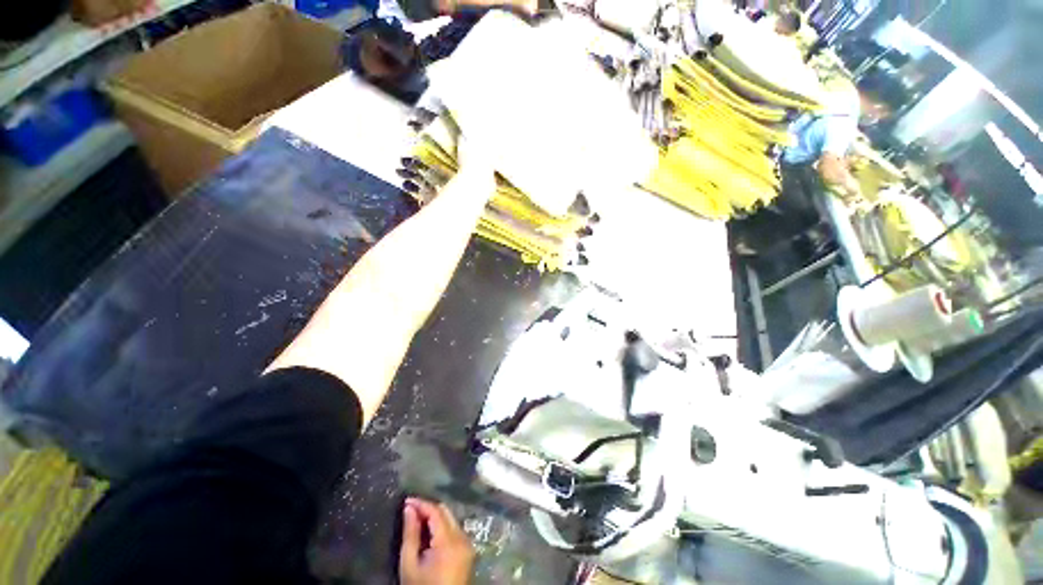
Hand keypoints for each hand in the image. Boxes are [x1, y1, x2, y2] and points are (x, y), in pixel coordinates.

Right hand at [400, 498, 474, 584]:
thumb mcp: (409, 564)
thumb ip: (410, 534)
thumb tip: (409, 508)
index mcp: (449, 541)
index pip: (436, 511)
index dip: (421, 503)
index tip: (406, 500)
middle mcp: (463, 538)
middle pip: (446, 512)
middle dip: (428, 508)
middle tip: (410, 510)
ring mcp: (468, 543)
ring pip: (451, 519)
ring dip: (435, 516)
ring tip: (417, 520)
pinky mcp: (468, 550)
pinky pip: (455, 529)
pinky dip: (442, 526)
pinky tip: (429, 532)